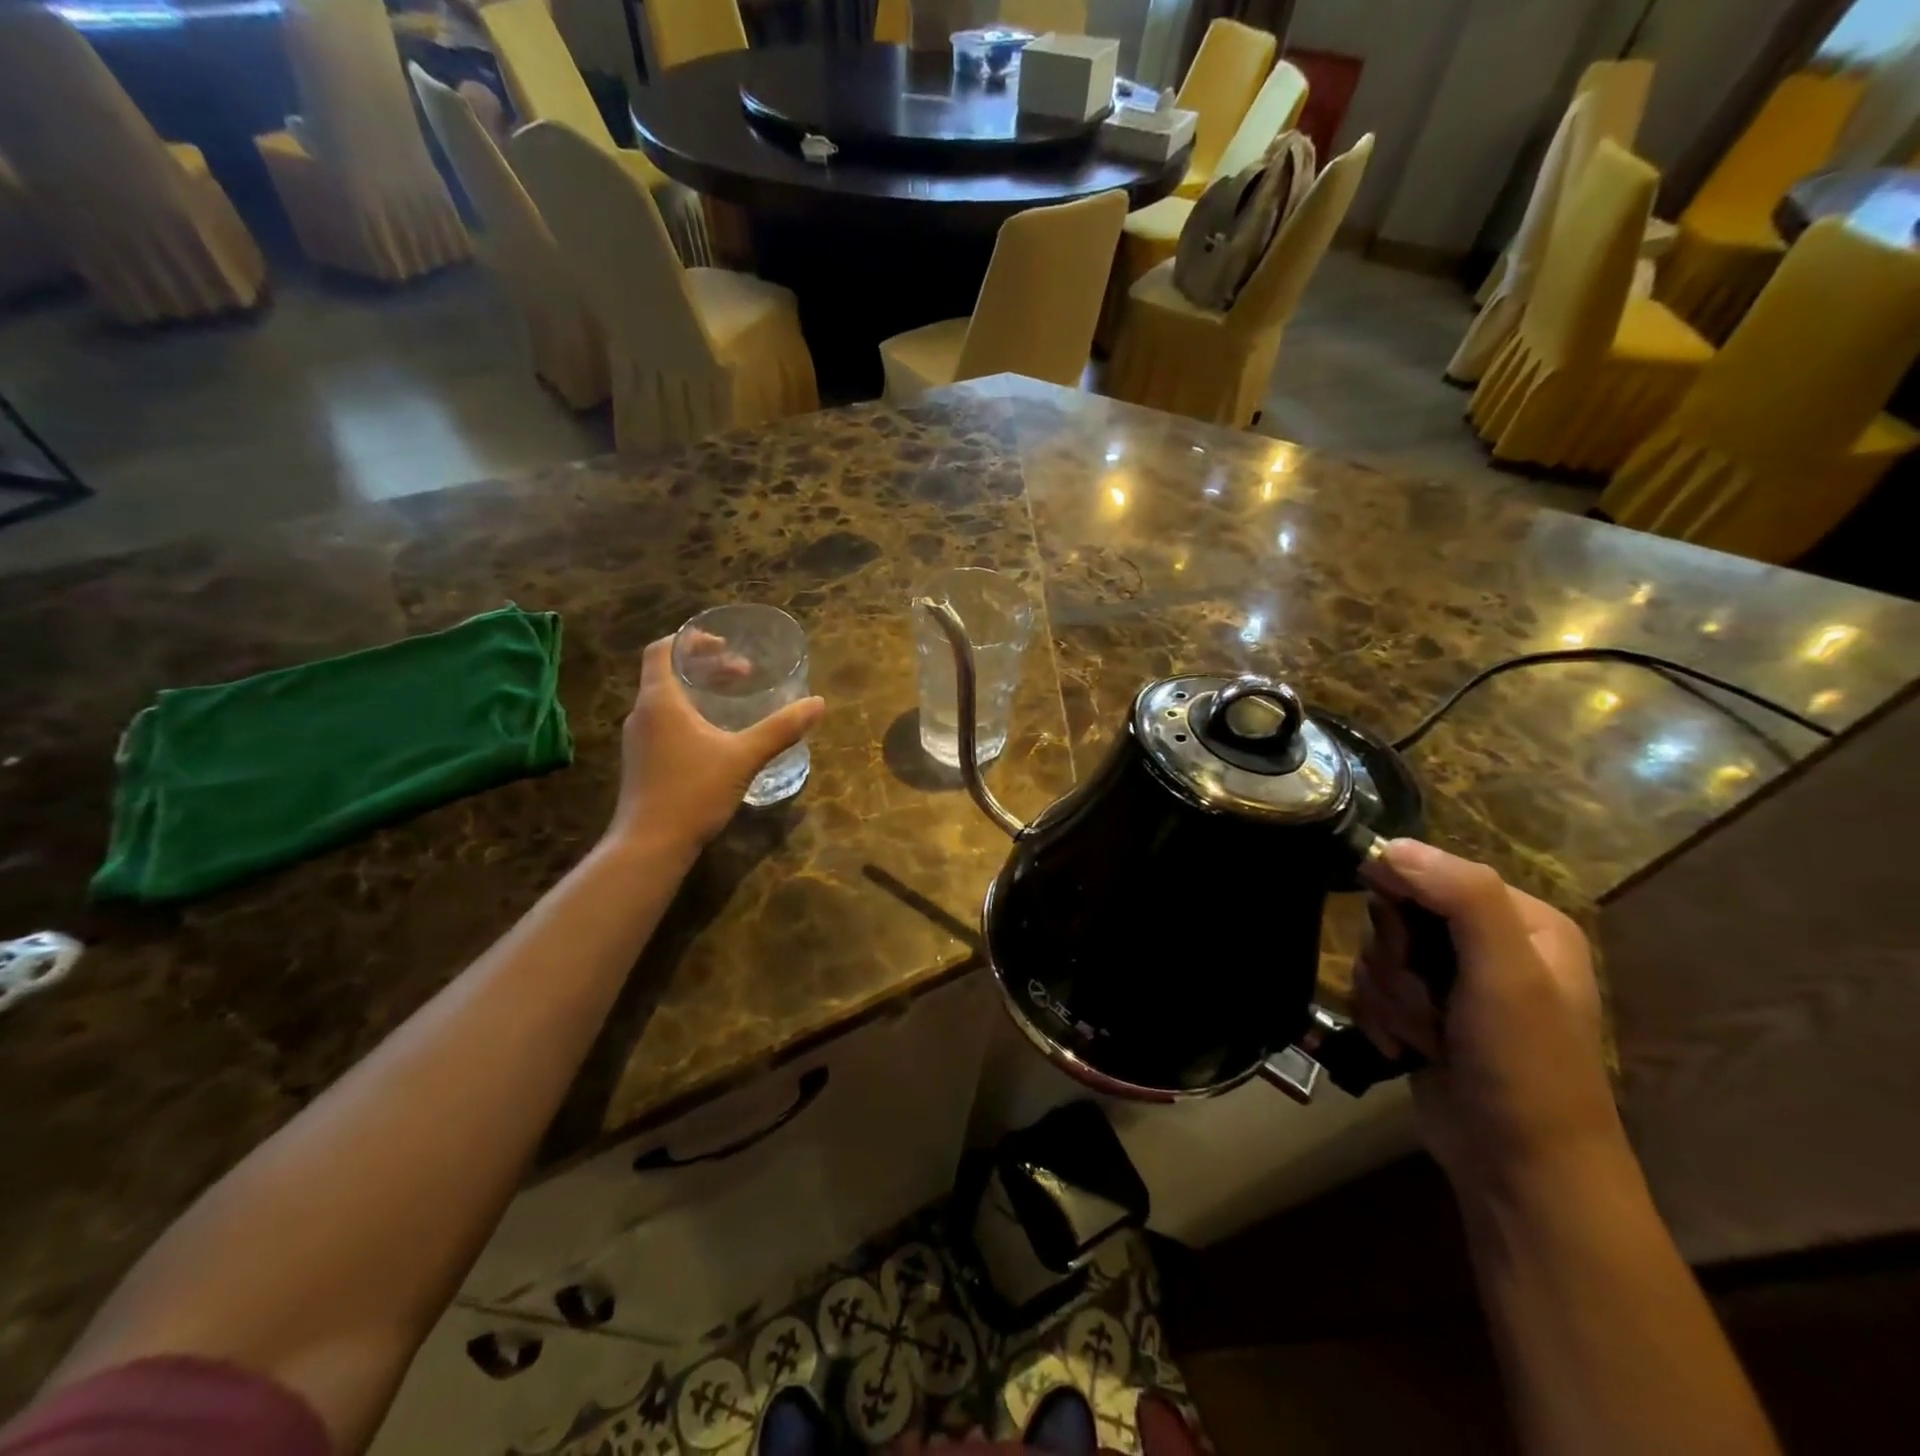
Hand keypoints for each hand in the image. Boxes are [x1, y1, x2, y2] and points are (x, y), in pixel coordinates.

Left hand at [604, 636, 824, 854]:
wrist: (649, 845)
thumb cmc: (693, 792)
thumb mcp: (744, 757)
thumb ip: (780, 729)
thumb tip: (818, 703)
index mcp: (661, 701)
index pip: (663, 650)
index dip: (692, 640)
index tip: (724, 644)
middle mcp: (643, 714)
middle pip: (668, 674)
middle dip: (707, 668)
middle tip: (743, 674)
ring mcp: (639, 740)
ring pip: (667, 701)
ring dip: (699, 693)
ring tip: (733, 702)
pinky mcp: (642, 762)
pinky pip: (665, 723)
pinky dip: (690, 716)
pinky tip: (717, 737)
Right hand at [1353, 840, 1621, 1196]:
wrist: (1520, 1170)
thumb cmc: (1525, 1065)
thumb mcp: (1507, 973)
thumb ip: (1461, 896)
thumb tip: (1389, 846)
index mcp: (1519, 920)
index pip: (1429, 872)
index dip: (1401, 899)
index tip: (1406, 944)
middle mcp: (1485, 943)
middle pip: (1395, 914)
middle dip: (1397, 962)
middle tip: (1427, 1001)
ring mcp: (1451, 983)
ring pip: (1376, 953)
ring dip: (1389, 997)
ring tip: (1424, 1037)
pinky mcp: (1422, 1015)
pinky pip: (1370, 990)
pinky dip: (1379, 1018)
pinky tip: (1404, 1049)